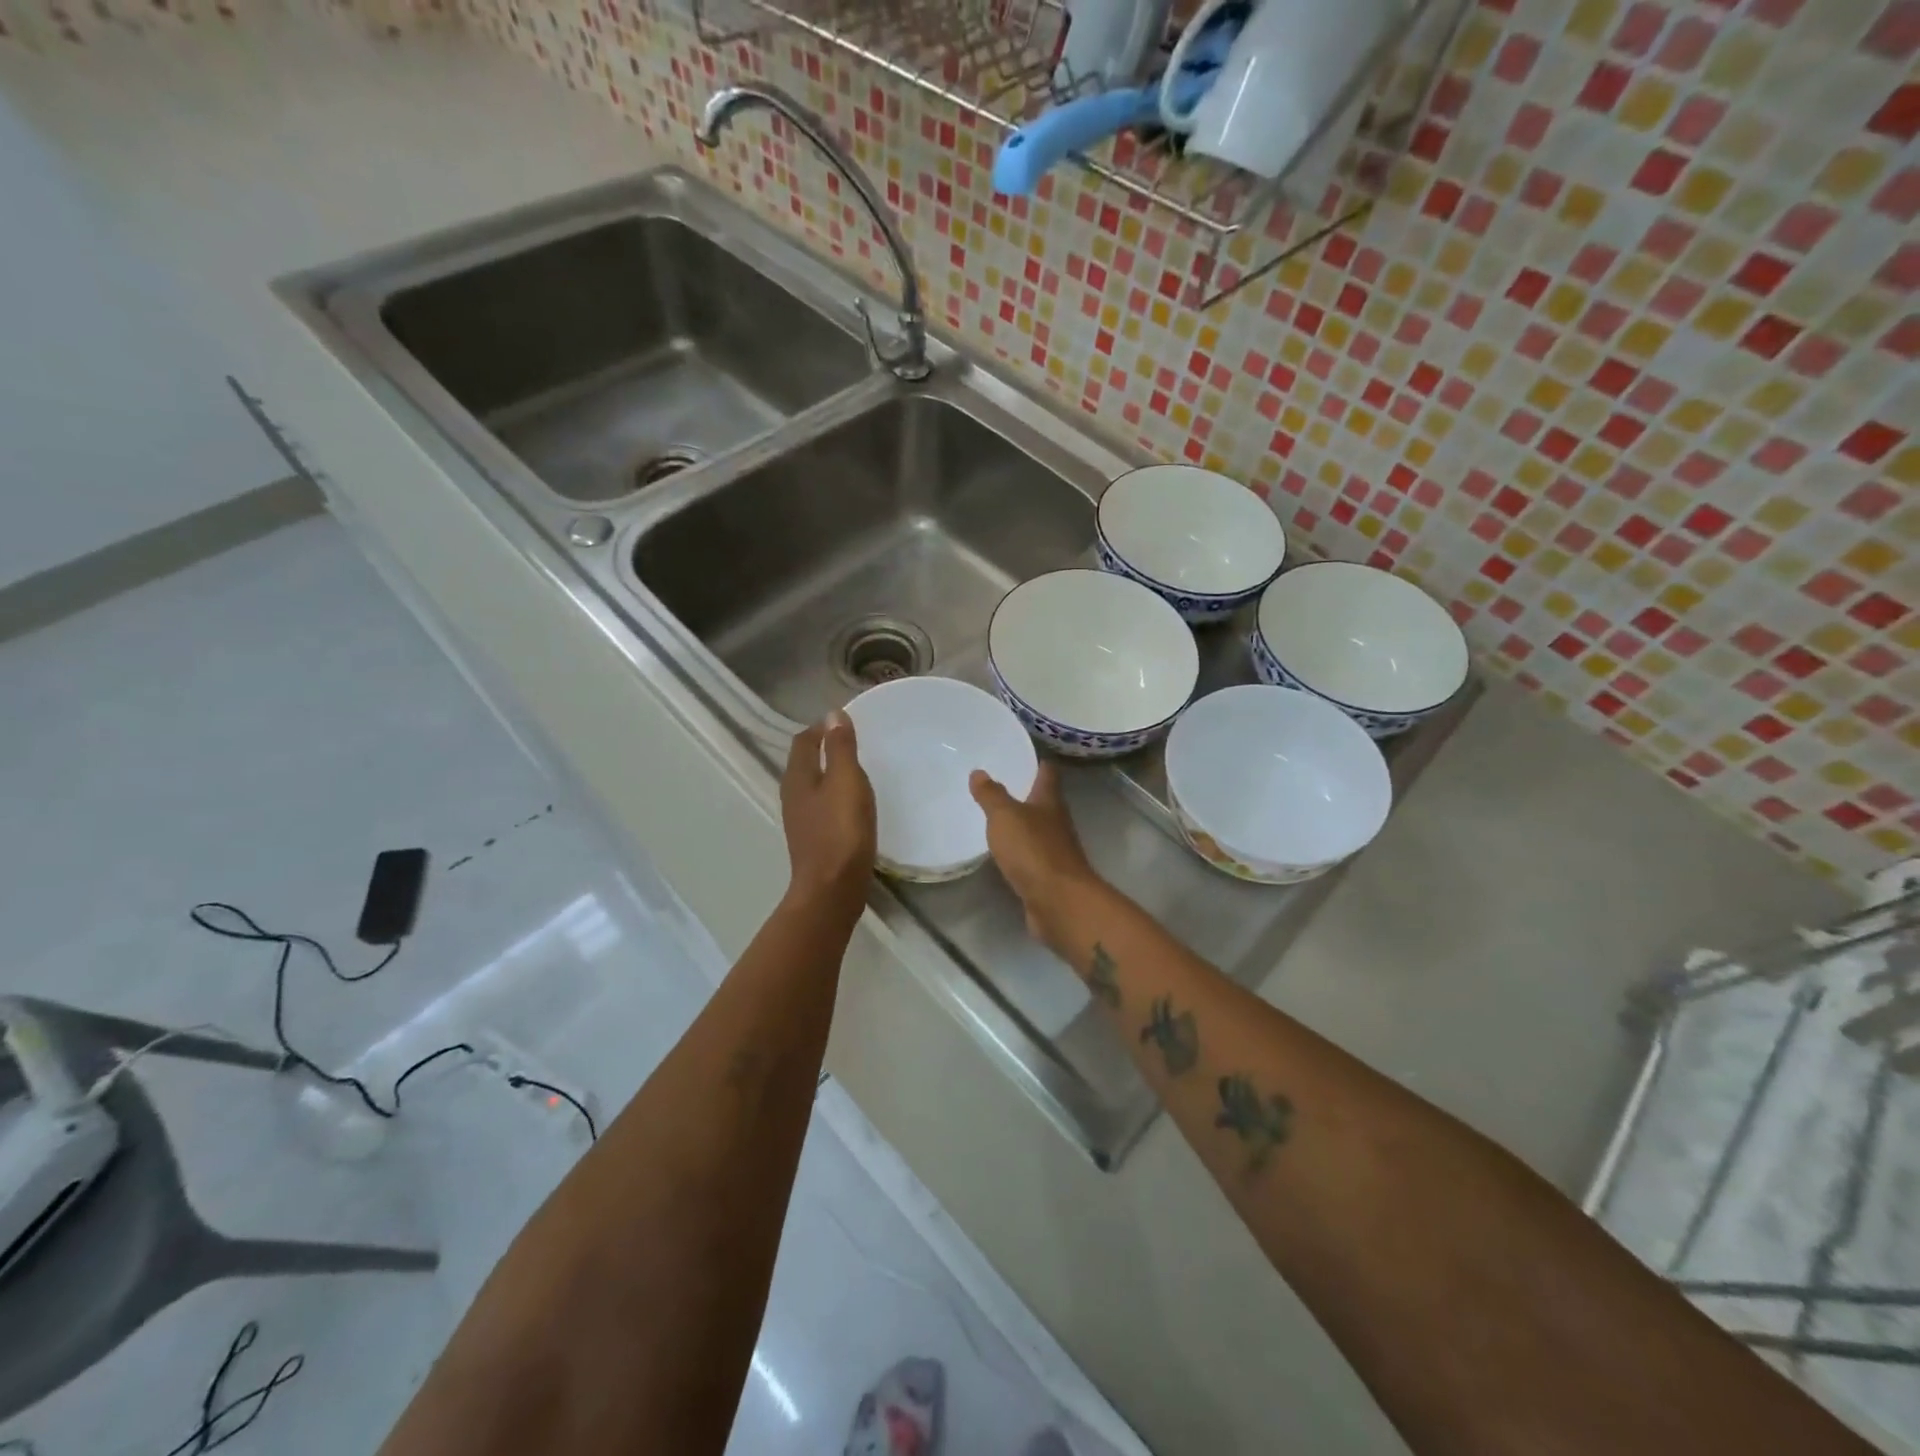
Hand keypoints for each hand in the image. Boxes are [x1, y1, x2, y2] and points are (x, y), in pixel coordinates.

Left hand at [781, 712, 876, 908]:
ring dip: (829, 773)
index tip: (844, 721)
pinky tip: (853, 804)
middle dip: (824, 748)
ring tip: (856, 769)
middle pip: (804, 762)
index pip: (804, 741)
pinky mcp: (813, 840)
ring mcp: (801, 820)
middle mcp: (793, 796)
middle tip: (853, 741)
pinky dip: (835, 796)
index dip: (821, 728)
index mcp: (797, 778)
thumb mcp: (846, 781)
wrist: (833, 890)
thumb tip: (832, 715)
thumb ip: (840, 748)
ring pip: (812, 786)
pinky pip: (822, 807)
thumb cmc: (841, 831)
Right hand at [969, 763, 1097, 949]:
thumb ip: (991, 795)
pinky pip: (1031, 856)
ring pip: (1037, 829)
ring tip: (996, 817)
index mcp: (1049, 801)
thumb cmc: (1033, 850)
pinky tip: (1003, 853)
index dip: (1037, 763)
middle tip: (999, 783)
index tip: (1023, 754)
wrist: (1059, 901)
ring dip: (1022, 823)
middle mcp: (1057, 822)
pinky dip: (1019, 851)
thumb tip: (979, 772)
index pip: (1047, 773)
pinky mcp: (1048, 876)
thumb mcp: (1005, 817)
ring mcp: (1055, 850)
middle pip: (1044, 801)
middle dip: (1026, 793)